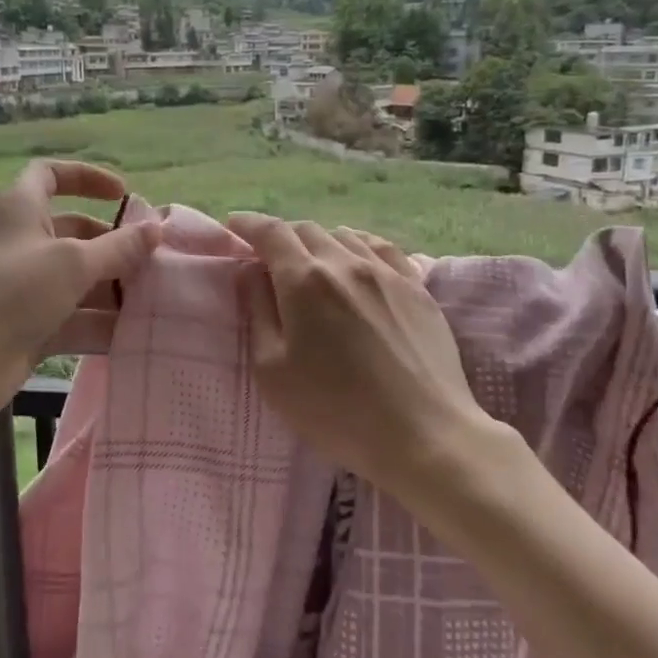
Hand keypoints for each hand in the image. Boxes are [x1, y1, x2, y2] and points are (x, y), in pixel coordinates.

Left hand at [0, 161, 161, 431]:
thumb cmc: (9, 291)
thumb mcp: (72, 263)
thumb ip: (119, 248)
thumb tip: (156, 228)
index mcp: (20, 208)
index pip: (51, 175)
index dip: (86, 178)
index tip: (124, 194)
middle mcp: (21, 242)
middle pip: (74, 233)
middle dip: (113, 245)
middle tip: (153, 261)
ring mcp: (23, 288)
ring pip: (76, 280)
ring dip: (112, 289)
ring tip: (155, 301)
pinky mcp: (27, 327)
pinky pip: (71, 318)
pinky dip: (98, 324)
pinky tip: (134, 335)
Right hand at [226, 214, 508, 496]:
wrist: (423, 433)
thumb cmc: (335, 411)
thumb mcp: (273, 371)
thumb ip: (258, 313)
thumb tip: (250, 271)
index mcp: (305, 281)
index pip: (271, 233)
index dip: (249, 224)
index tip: (234, 224)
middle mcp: (346, 263)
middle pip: (307, 230)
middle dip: (282, 236)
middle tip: (269, 257)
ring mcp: (387, 273)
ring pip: (345, 235)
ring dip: (319, 241)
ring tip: (312, 261)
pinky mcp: (418, 288)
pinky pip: (382, 248)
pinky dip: (359, 244)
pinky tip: (358, 257)